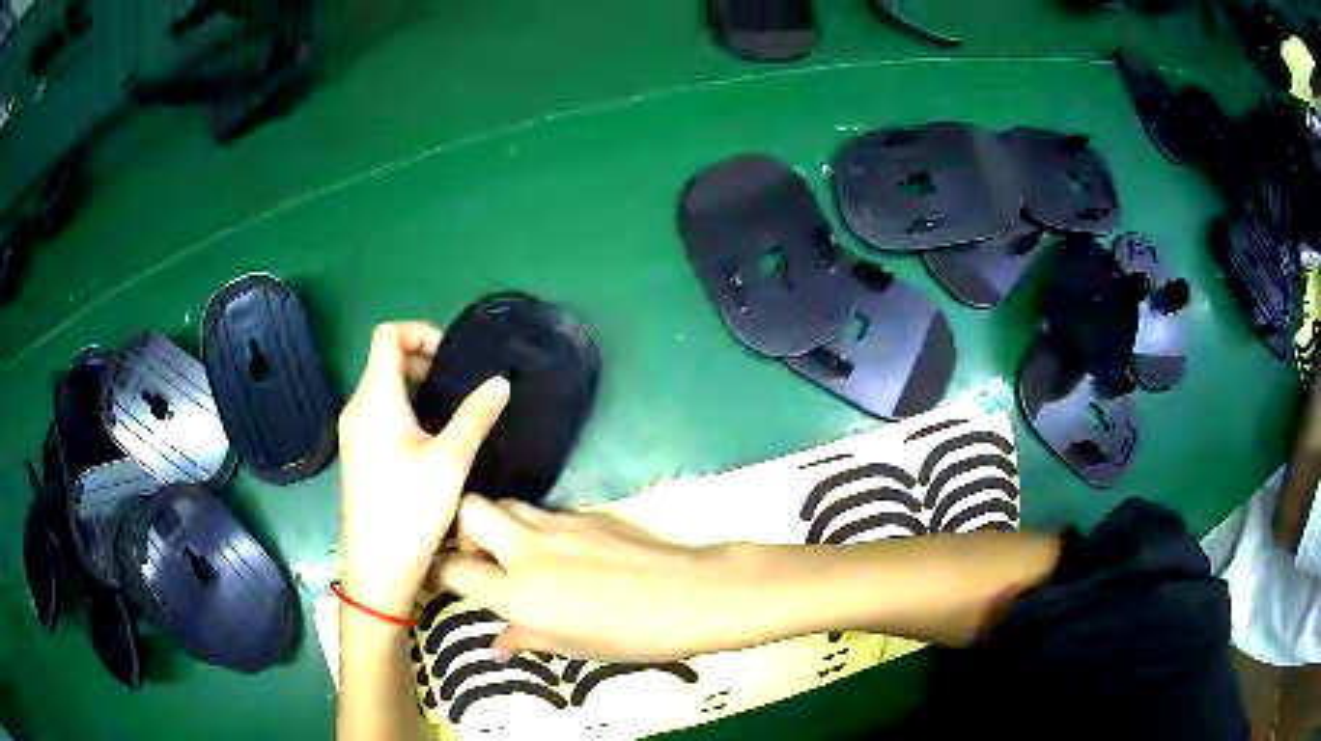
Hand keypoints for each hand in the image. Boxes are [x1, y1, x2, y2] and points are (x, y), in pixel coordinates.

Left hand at [338, 323, 509, 617]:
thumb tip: (500, 382)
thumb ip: (475, 415)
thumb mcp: (451, 462)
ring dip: (415, 389)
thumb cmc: (410, 510)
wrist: (377, 568)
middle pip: (385, 360)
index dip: (420, 332)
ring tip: (449, 418)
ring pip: (382, 388)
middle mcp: (357, 407)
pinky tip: (428, 444)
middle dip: (423, 363)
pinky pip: (377, 413)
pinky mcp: (355, 453)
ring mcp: (352, 432)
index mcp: (376, 399)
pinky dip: (403, 411)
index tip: (451, 359)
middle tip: (459, 391)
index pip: (387, 334)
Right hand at [430, 496, 755, 662]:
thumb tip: (497, 646)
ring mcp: (557, 523)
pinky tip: (557, 550)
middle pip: (469, 510)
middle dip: (460, 526)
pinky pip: (545, 511)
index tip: (439, 579)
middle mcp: (526, 548)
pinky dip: (535, 526)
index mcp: (516, 591)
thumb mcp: (571, 647)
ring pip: (507, 504)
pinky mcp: (586, 513)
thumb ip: (526, 638)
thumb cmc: (628, 635)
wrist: (688, 594)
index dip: (438, 572)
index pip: (453, 569)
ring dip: (498, 522)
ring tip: (513, 551)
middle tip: (476, 555)